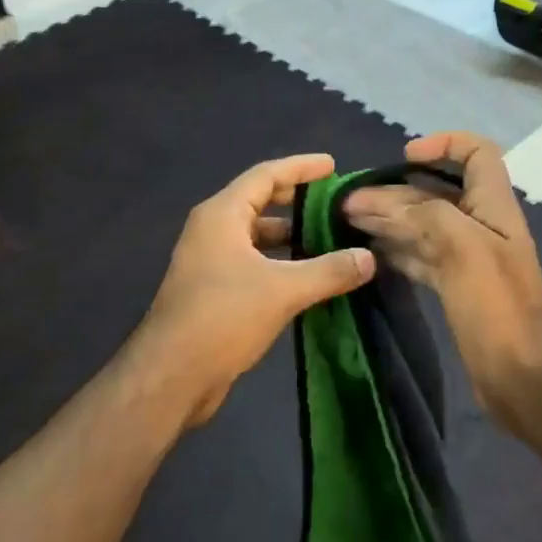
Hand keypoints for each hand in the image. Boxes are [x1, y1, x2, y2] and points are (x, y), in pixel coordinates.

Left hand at [134, 154, 375, 427]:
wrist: (171, 376)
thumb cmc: (223, 317)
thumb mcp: (283, 290)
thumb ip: (329, 270)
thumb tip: (369, 258)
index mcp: (222, 215)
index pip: (266, 174)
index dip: (300, 167)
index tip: (332, 165)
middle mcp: (212, 230)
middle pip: (259, 201)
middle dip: (297, 199)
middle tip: (334, 202)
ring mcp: (210, 261)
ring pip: (256, 235)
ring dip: (290, 235)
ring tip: (329, 239)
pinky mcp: (213, 290)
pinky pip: (253, 262)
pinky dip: (280, 262)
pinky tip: (308, 277)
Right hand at [343, 133, 541, 429]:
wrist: (522, 377)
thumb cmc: (497, 306)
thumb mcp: (463, 247)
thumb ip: (424, 213)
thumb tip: (379, 200)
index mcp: (493, 205)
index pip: (477, 152)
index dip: (444, 144)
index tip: (404, 158)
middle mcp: (480, 225)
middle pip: (435, 192)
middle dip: (393, 191)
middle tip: (348, 202)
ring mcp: (467, 258)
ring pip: (422, 226)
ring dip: (387, 219)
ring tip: (345, 221)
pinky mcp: (455, 287)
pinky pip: (419, 256)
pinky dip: (394, 249)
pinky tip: (367, 251)